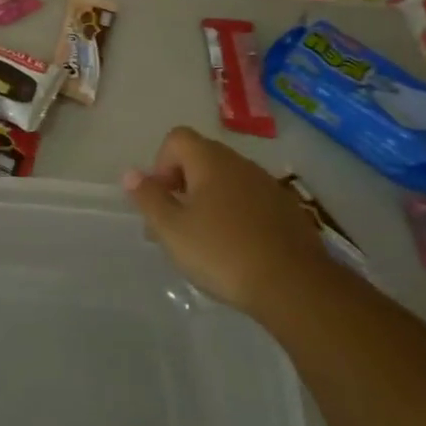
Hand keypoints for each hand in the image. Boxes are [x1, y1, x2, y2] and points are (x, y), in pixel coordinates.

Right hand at [122, 126, 333, 314]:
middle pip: (202, 158)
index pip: (177, 139)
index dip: (161, 164)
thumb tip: (130, 173)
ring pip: (227, 181)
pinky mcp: (288, 211)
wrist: (294, 286)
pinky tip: (235, 249)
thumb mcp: (171, 229)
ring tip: (203, 241)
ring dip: (209, 201)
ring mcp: (269, 186)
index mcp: (211, 161)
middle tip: (174, 224)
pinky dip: (236, 215)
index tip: (162, 199)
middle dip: (182, 185)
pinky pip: (251, 201)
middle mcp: (241, 164)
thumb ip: (148, 197)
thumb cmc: (222, 252)